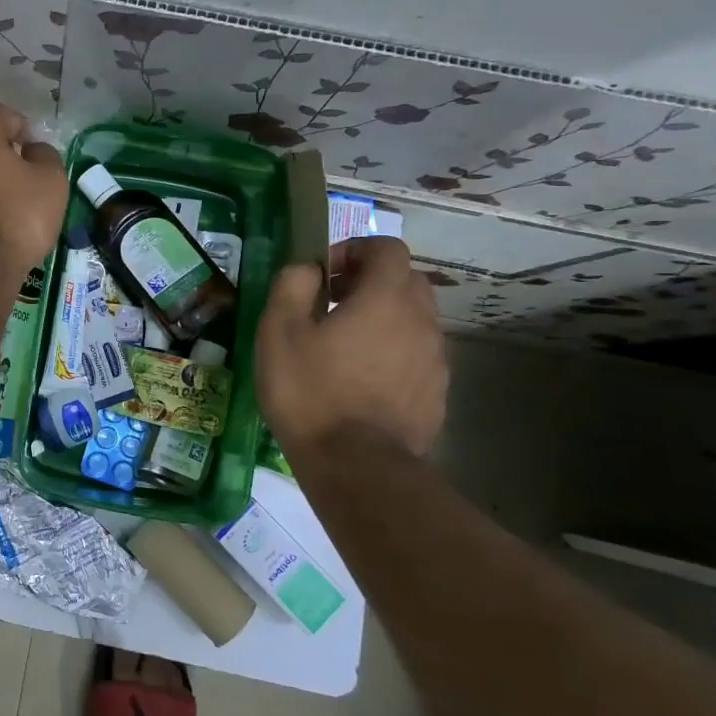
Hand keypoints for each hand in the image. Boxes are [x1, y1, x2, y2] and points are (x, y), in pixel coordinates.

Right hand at [255, 236, 447, 457]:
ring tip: (344, 347)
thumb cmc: (310, 390)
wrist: (356, 466)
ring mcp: (434, 360)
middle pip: (407, 281)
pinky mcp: (436, 394)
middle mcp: (421, 322)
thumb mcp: (279, 330)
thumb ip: (293, 284)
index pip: (388, 249)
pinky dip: (393, 353)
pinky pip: (416, 356)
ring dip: (383, 319)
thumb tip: (308, 269)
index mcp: (385, 299)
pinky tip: (361, 381)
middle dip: (371, 281)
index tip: (325, 273)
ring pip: (415, 320)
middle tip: (333, 304)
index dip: (356, 249)